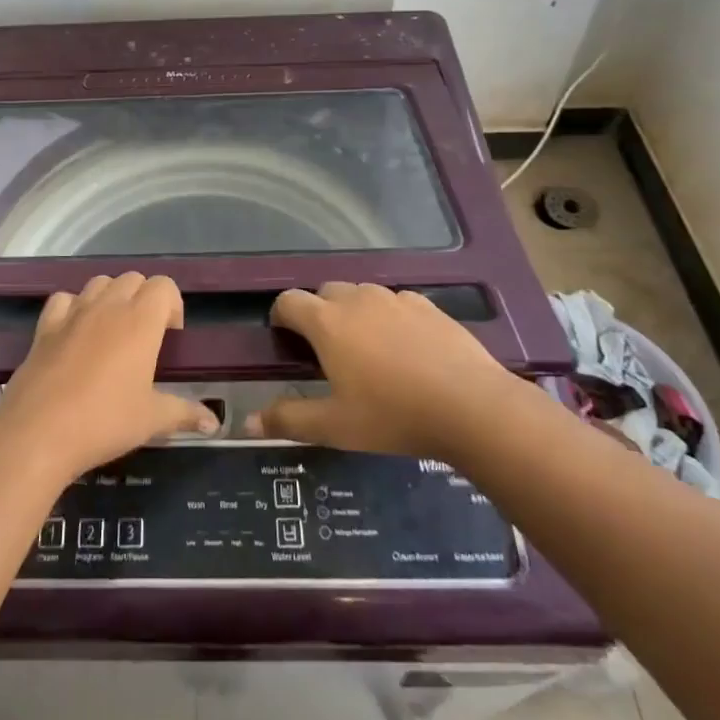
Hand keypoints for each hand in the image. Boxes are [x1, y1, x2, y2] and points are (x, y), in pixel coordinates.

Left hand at [0, 273, 218, 483]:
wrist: (39, 433)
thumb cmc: (104, 422)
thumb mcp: (152, 420)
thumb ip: (185, 414)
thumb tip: (214, 423)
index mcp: (140, 321)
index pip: (164, 286)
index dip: (172, 305)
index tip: (170, 337)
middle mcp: (108, 306)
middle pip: (133, 279)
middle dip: (144, 299)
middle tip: (145, 337)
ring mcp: (73, 312)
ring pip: (99, 282)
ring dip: (111, 297)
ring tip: (112, 332)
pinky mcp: (45, 326)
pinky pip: (64, 299)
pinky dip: (73, 307)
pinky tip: (75, 333)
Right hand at [246, 282, 518, 459]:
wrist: (472, 406)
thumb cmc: (394, 415)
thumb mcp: (335, 426)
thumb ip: (289, 420)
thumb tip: (248, 422)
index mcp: (327, 322)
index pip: (289, 301)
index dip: (281, 317)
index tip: (286, 341)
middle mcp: (357, 300)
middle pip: (324, 292)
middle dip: (318, 314)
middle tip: (327, 353)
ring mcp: (394, 298)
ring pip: (361, 295)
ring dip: (353, 313)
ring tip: (366, 350)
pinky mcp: (427, 305)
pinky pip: (395, 302)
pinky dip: (389, 317)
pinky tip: (405, 349)